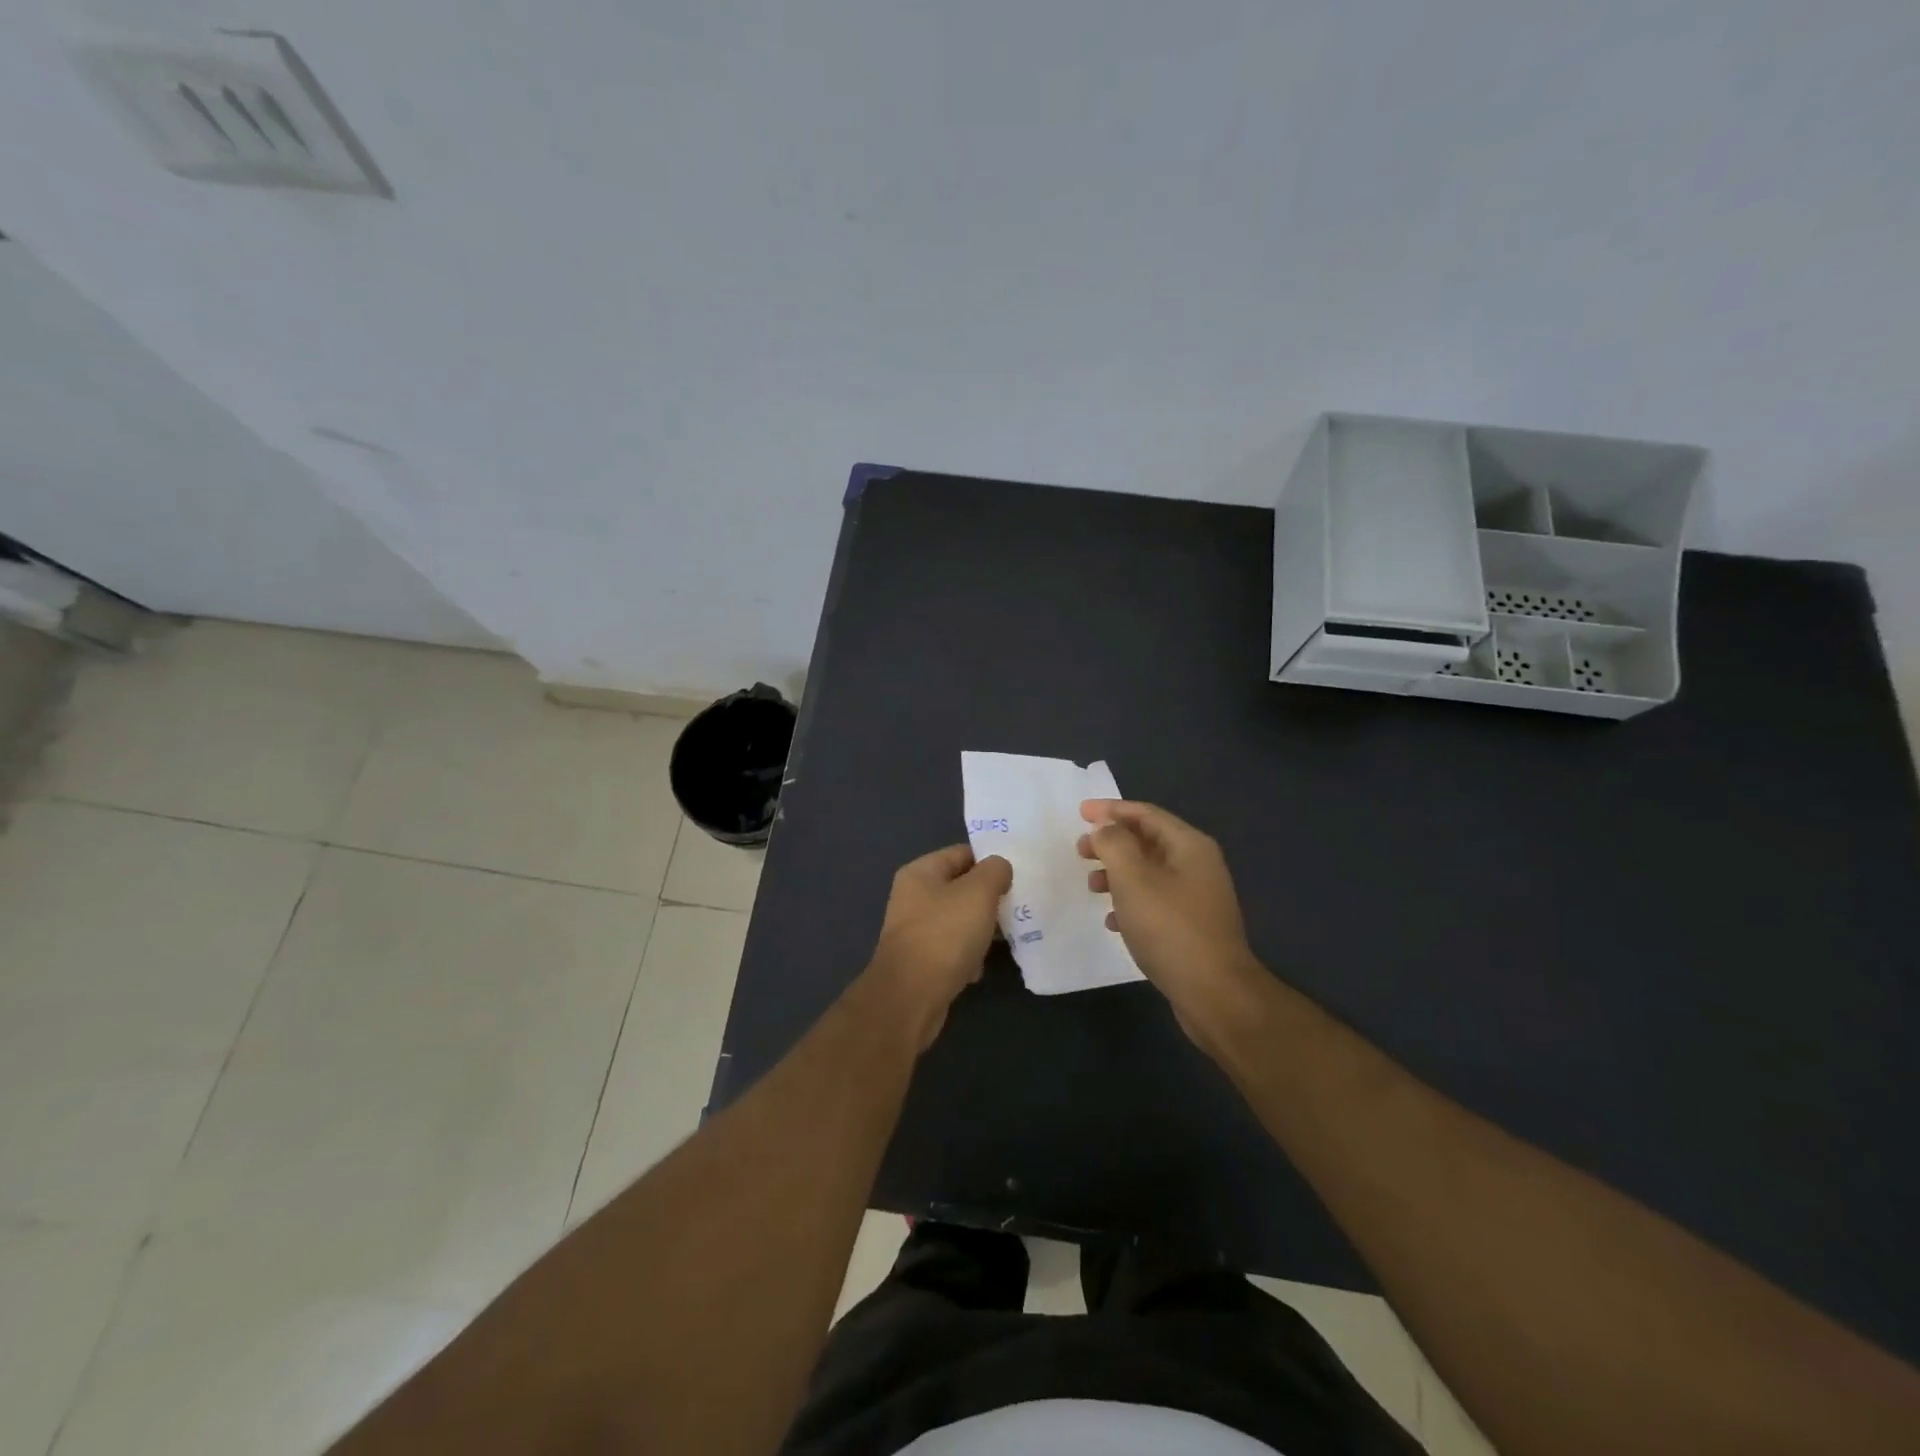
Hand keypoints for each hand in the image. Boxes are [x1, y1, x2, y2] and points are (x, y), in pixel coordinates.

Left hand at [864, 844, 1012, 1048]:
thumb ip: (994, 871)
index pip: (962, 853)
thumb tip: (999, 868)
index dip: (990, 860)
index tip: (1019, 872)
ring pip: (960, 920)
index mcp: (921, 872)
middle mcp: (914, 897)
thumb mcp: (978, 893)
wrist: (911, 997)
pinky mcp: (922, 961)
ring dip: (982, 928)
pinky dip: (969, 955)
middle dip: (990, 897)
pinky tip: (981, 967)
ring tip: (1008, 935)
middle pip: (961, 888)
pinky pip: (953, 949)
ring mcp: (916, 930)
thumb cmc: (945, 934)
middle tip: (1019, 904)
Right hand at [1079, 800, 1260, 1046]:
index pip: (1146, 813)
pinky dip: (1130, 901)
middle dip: (1112, 842)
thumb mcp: (1133, 878)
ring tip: (1092, 886)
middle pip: (1148, 841)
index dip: (1111, 810)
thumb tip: (1105, 827)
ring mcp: (1197, 897)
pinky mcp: (1192, 927)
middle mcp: (1198, 865)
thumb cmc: (1170, 928)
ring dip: (1117, 873)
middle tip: (1080, 850)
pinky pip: (1155, 901)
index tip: (1080, 813)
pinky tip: (1112, 920)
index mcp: (1189, 846)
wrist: (1214, 993)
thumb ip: (1114, 844)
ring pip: (1149, 872)